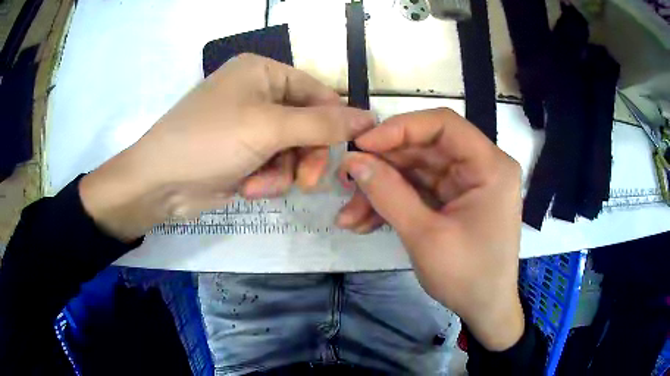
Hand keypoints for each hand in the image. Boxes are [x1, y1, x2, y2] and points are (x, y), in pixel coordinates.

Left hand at [80, 54, 373, 240]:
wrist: (159, 184)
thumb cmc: (210, 140)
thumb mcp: (269, 127)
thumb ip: (323, 124)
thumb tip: (370, 118)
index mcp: (263, 72)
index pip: (318, 92)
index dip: (336, 120)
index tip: (353, 149)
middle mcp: (257, 94)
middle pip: (306, 124)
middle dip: (306, 155)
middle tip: (308, 181)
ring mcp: (249, 126)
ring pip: (291, 150)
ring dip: (282, 172)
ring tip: (260, 184)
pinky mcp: (243, 154)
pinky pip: (273, 165)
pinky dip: (266, 180)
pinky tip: (248, 187)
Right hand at [339, 108, 523, 350]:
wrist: (485, 310)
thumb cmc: (467, 277)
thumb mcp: (425, 236)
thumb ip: (388, 194)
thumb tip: (352, 161)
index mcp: (490, 166)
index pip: (443, 125)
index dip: (400, 128)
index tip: (362, 144)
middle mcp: (480, 167)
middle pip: (424, 148)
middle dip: (382, 166)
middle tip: (345, 180)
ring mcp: (465, 184)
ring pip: (415, 172)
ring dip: (381, 191)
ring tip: (349, 215)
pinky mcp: (452, 201)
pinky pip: (418, 192)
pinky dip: (392, 205)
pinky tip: (364, 222)